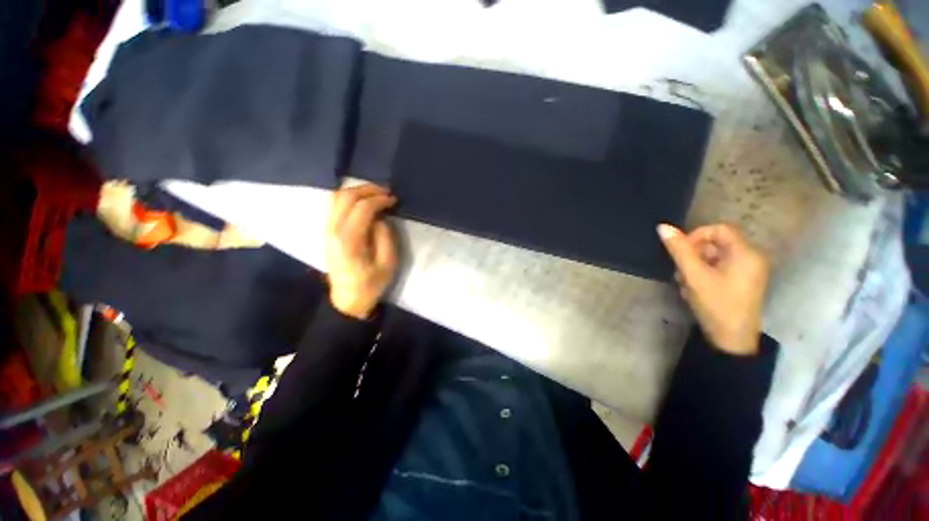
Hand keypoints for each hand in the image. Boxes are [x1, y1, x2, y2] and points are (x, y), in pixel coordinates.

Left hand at [326, 184, 397, 318]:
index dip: (380, 199)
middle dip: (367, 189)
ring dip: (356, 191)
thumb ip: (385, 236)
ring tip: (375, 194)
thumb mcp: (388, 263)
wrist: (347, 299)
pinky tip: (362, 202)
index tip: (394, 200)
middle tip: (385, 192)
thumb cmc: (371, 284)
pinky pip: (334, 205)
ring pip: (336, 197)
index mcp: (350, 239)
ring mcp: (327, 230)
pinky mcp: (327, 232)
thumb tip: (380, 218)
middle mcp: (333, 230)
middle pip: (346, 196)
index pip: (363, 207)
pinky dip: (348, 198)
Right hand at [658, 223, 769, 355]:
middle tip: (681, 272)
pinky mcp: (742, 282)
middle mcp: (751, 258)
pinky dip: (703, 274)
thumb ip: (679, 250)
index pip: (718, 229)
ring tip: (685, 284)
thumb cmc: (716, 304)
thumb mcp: (694, 275)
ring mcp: (748, 271)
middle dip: (693, 255)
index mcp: (746, 253)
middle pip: (716, 243)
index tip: (681, 253)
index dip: (696, 236)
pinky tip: (694, 289)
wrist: (731, 340)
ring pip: (715, 257)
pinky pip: (719, 268)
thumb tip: (663, 227)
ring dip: (695, 266)